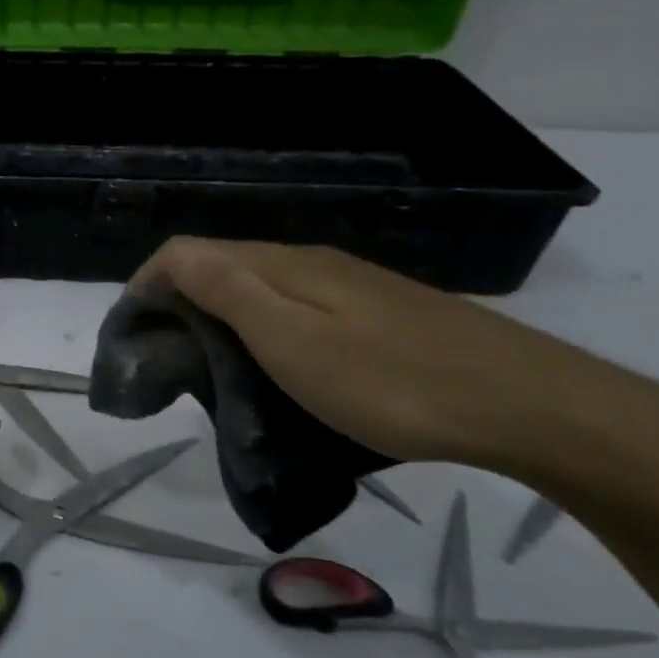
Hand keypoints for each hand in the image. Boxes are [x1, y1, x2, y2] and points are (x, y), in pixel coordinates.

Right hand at [132, 238, 658, 481]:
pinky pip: (295, 306)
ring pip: (259, 285)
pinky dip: (260, 327)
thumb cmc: (393, 382)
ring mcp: (349, 285)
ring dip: (217, 313)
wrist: (528, 405)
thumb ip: (229, 292)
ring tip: (207, 364)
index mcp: (284, 266)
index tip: (129, 333)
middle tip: (164, 356)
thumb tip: (172, 257)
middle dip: (177, 299)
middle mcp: (311, 263)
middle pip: (222, 263)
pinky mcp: (376, 312)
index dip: (147, 282)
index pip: (190, 252)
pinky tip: (273, 363)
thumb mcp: (294, 343)